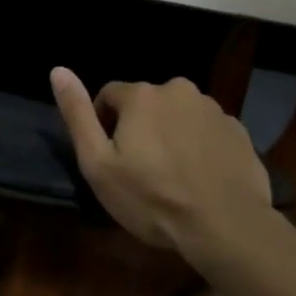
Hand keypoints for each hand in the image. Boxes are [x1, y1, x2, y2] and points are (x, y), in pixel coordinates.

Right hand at [50, 67, 271, 254]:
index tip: (112, 160)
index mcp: (142, 95)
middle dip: (140, 128)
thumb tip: (58, 70)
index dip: (104, 126)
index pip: (109, 96)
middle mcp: (178, 89)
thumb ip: (77, 115)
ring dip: (171, 135)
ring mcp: (213, 108)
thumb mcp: (99, 164)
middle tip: (142, 171)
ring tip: (174, 176)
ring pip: (178, 115)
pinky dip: (199, 146)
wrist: (225, 225)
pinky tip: (200, 178)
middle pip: (146, 103)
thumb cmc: (152, 198)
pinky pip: (207, 131)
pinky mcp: (238, 130)